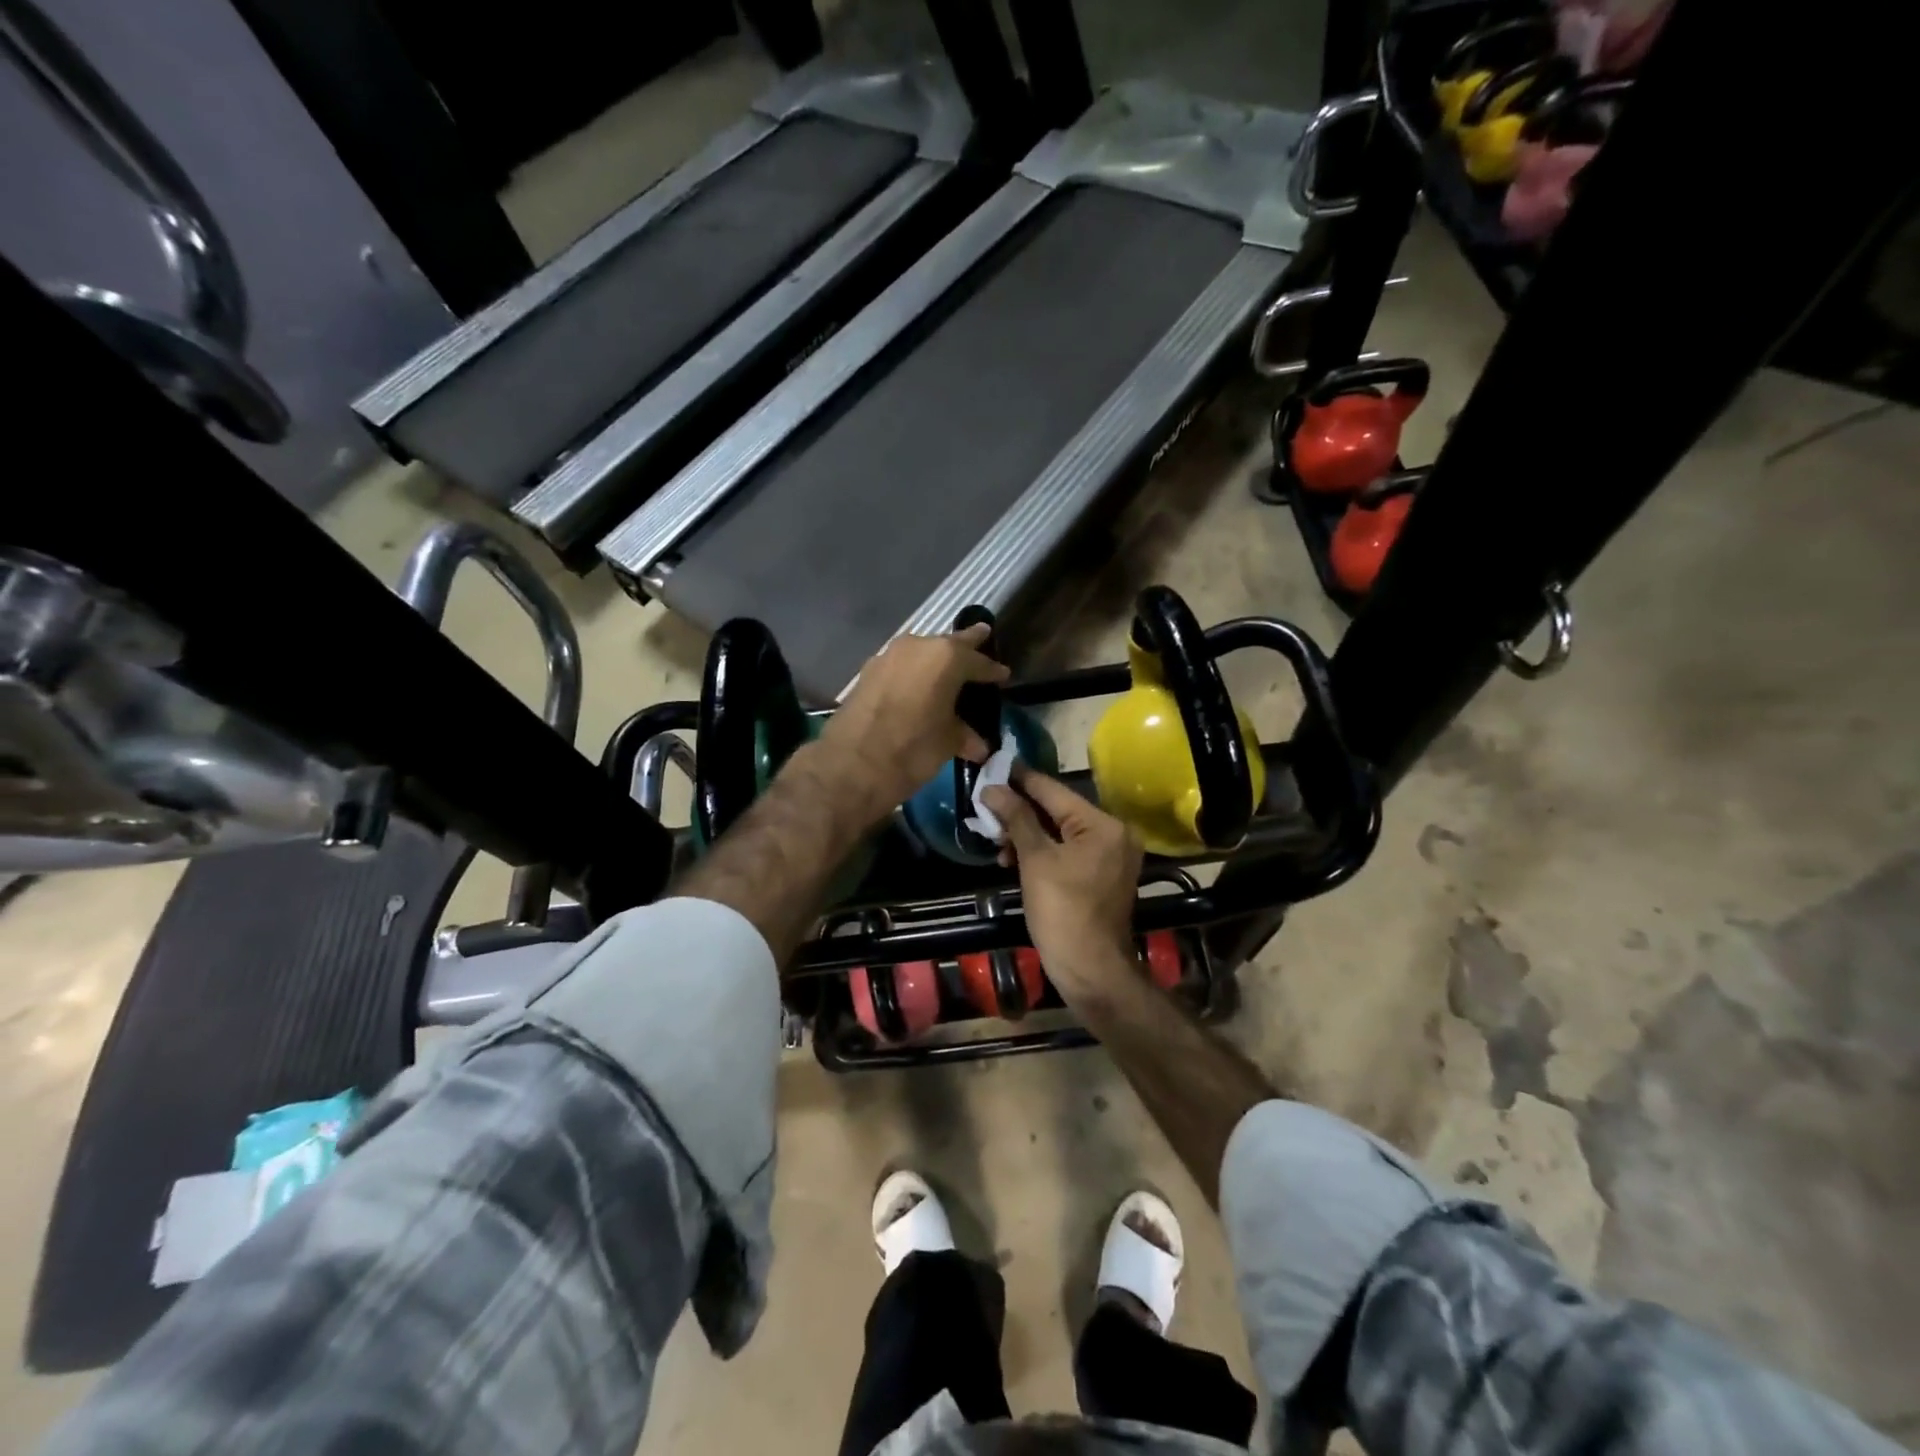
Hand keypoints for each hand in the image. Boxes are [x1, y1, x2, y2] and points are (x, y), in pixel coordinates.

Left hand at [820, 625, 1008, 822]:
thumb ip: (965, 735)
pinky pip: (901, 666)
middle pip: (948, 644)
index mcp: (946, 658)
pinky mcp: (868, 671)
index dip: (993, 670)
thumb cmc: (912, 750)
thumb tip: (979, 745)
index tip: (1003, 675)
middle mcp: (917, 646)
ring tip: (949, 670)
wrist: (852, 764)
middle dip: (966, 647)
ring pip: (921, 652)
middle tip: (982, 638)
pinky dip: (913, 673)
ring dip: (935, 660)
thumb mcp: (948, 743)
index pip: (978, 661)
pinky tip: (918, 687)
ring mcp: (888, 656)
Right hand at [982, 767, 1144, 1005]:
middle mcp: (1113, 833)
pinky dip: (1042, 853)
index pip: (1054, 790)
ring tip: (996, 841)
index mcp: (1102, 824)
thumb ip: (1016, 818)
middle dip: (1020, 811)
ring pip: (1060, 833)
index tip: (994, 765)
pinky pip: (1068, 852)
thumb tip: (992, 788)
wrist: (1090, 969)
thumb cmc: (1062, 911)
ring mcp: (1110, 856)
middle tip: (986, 806)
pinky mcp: (1101, 875)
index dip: (1021, 779)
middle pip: (1058, 811)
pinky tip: (1013, 859)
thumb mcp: (1035, 860)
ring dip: (1027, 835)